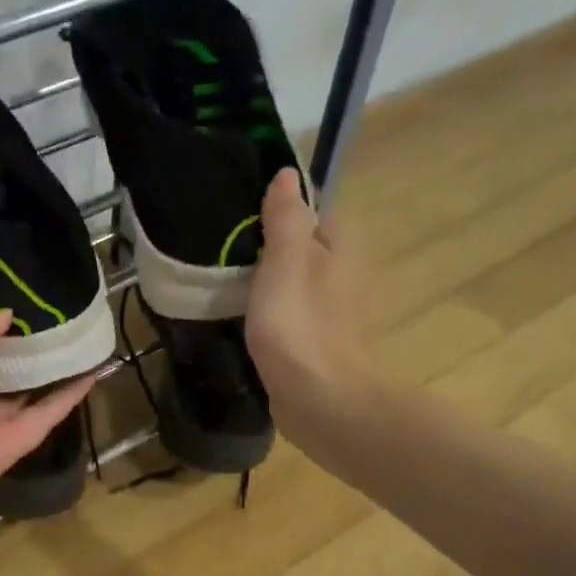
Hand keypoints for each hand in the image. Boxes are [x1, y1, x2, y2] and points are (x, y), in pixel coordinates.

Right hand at [247, 168, 379, 438]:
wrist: (323, 401)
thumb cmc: (301, 325)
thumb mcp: (284, 261)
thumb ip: (285, 217)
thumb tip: (286, 173)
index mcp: (343, 243)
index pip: (309, 211)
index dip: (274, 216)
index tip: (237, 229)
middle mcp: (348, 271)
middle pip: (303, 248)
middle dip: (269, 252)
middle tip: (227, 262)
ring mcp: (338, 311)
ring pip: (298, 283)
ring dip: (270, 287)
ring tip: (231, 292)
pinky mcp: (324, 342)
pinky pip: (296, 315)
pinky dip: (276, 317)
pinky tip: (252, 326)